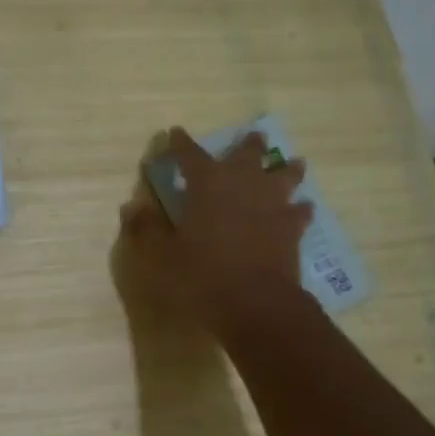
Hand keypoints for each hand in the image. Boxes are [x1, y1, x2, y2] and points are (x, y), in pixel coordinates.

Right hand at [116, 128, 312, 336]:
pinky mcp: (292, 227)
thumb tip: (132, 207)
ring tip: (292, 163)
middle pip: (248, 154)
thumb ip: (146, 229)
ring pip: (285, 176)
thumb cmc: (201, 275)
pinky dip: (300, 207)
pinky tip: (302, 208)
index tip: (175, 132)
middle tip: (253, 136)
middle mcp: (243, 183)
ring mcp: (273, 203)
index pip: (190, 154)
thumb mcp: (161, 255)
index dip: (180, 143)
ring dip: (286, 169)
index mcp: (207, 183)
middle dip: (248, 144)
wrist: (255, 303)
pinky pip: (300, 210)